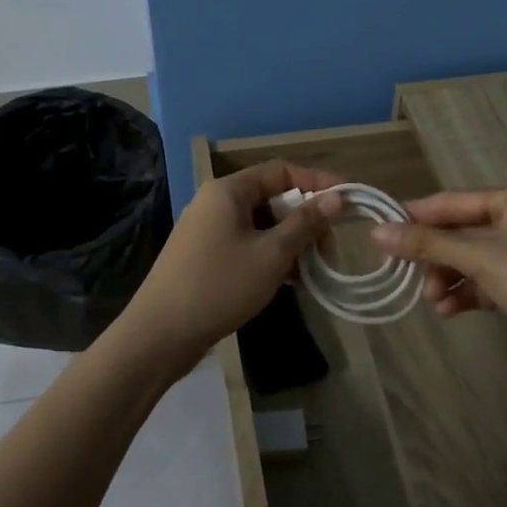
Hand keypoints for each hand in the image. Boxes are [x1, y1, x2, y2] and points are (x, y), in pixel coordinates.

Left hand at [122, 161, 343, 373]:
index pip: (281, 171)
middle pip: (272, 199)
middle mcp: (217, 203)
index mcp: (229, 191)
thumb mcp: (271, 254)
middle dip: (305, 221)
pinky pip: (248, 246)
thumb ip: (305, 223)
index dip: (316, 182)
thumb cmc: (219, 285)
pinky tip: (291, 283)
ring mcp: (209, 231)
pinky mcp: (206, 257)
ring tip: (313, 272)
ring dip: (291, 244)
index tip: (347, 202)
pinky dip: (271, 258)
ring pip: (262, 226)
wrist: (160, 335)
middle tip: (329, 250)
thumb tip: (337, 196)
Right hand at [368, 186, 506, 366]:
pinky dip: (467, 293)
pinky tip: (449, 311)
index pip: (455, 202)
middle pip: (462, 233)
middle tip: (406, 274)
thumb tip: (376, 231)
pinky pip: (487, 282)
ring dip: (448, 279)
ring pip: (472, 260)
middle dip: (435, 257)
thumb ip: (427, 244)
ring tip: (432, 301)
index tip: (382, 230)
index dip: (418, 216)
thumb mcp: (479, 257)